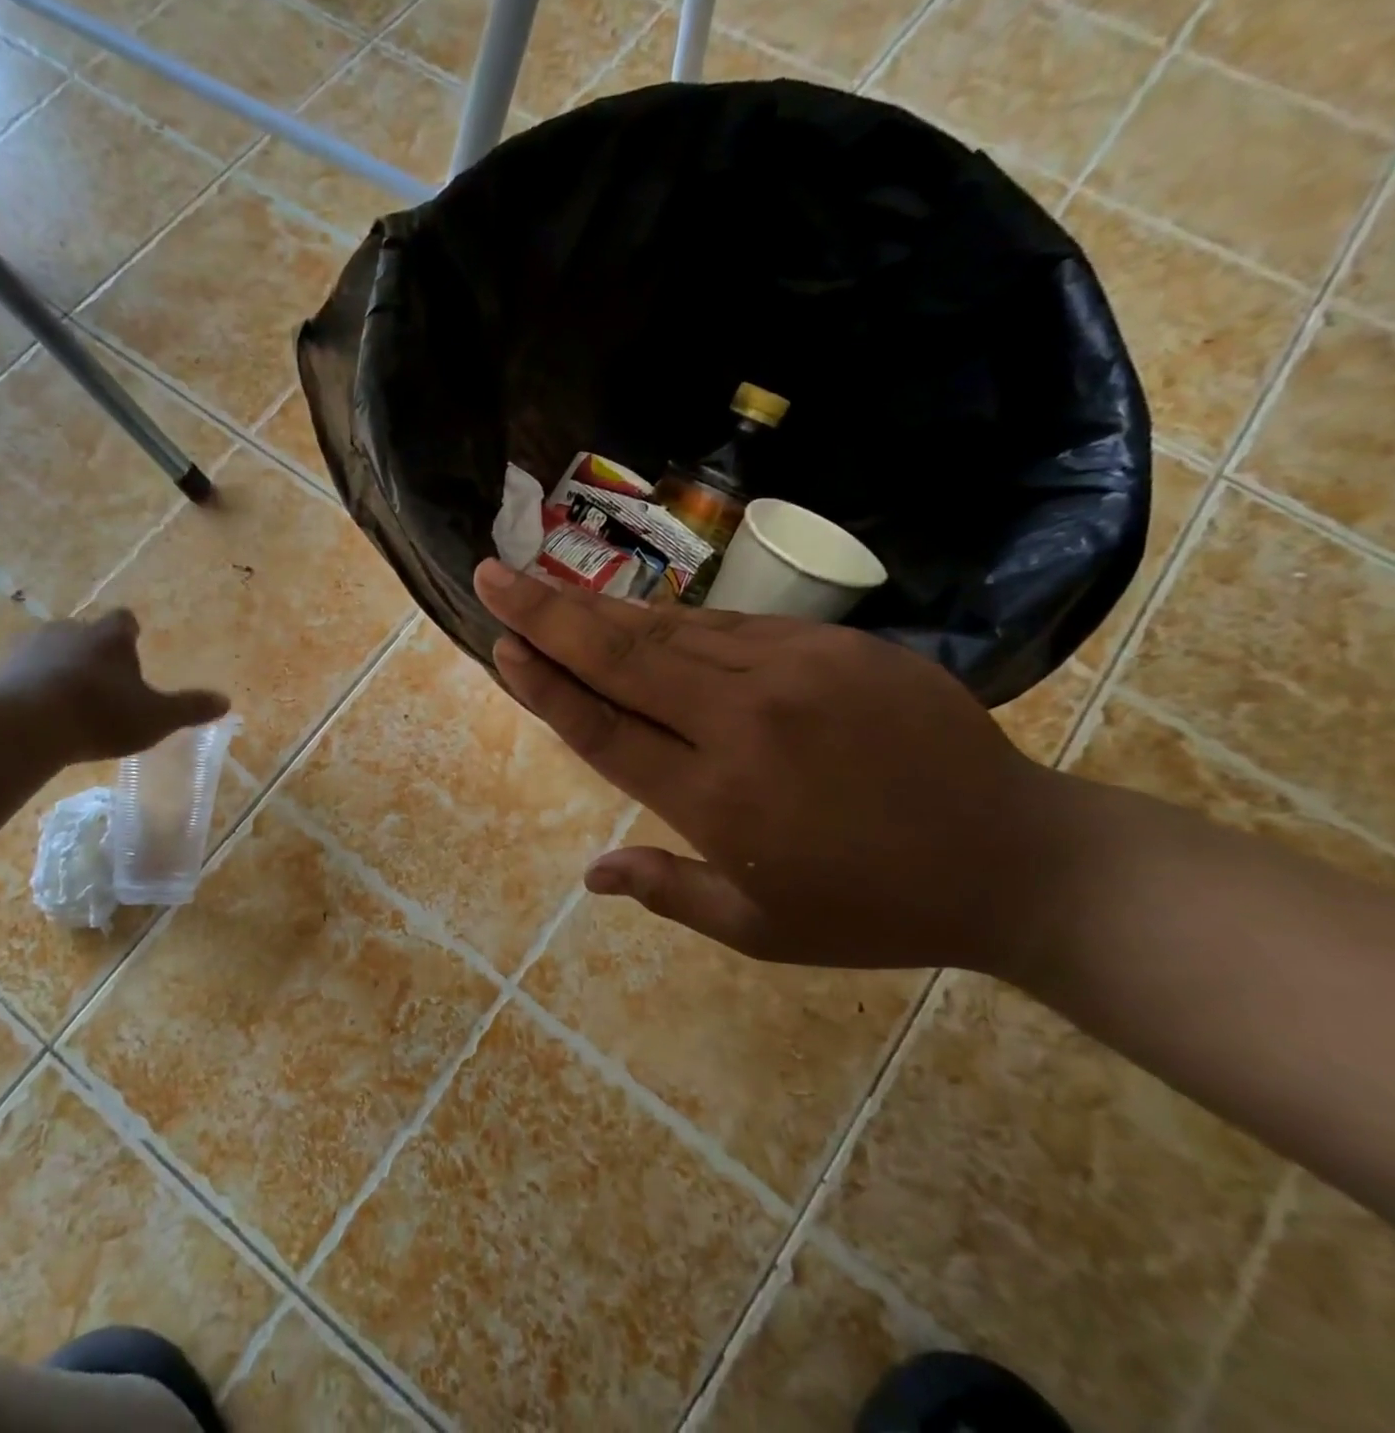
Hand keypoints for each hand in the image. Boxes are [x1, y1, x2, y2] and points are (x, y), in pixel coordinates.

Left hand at [0, 610, 228, 763]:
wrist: (25, 725)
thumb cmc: (101, 714)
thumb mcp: (156, 717)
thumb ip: (189, 708)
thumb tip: (226, 701)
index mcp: (109, 636)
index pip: (123, 620)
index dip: (129, 633)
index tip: (133, 646)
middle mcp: (69, 630)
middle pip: (84, 632)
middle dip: (93, 651)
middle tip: (103, 681)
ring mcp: (29, 647)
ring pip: (50, 650)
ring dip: (60, 667)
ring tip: (69, 699)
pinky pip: (21, 672)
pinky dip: (31, 685)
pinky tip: (38, 713)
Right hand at [472, 559, 1079, 975]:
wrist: (1013, 857)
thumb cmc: (873, 908)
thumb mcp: (761, 928)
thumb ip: (669, 891)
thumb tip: (591, 872)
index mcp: (716, 799)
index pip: (603, 728)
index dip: (544, 685)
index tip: (500, 647)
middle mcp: (741, 722)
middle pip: (622, 657)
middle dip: (546, 614)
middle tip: (491, 576)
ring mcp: (792, 672)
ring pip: (670, 629)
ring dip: (599, 606)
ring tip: (545, 584)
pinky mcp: (834, 645)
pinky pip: (730, 624)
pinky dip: (672, 618)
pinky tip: (635, 611)